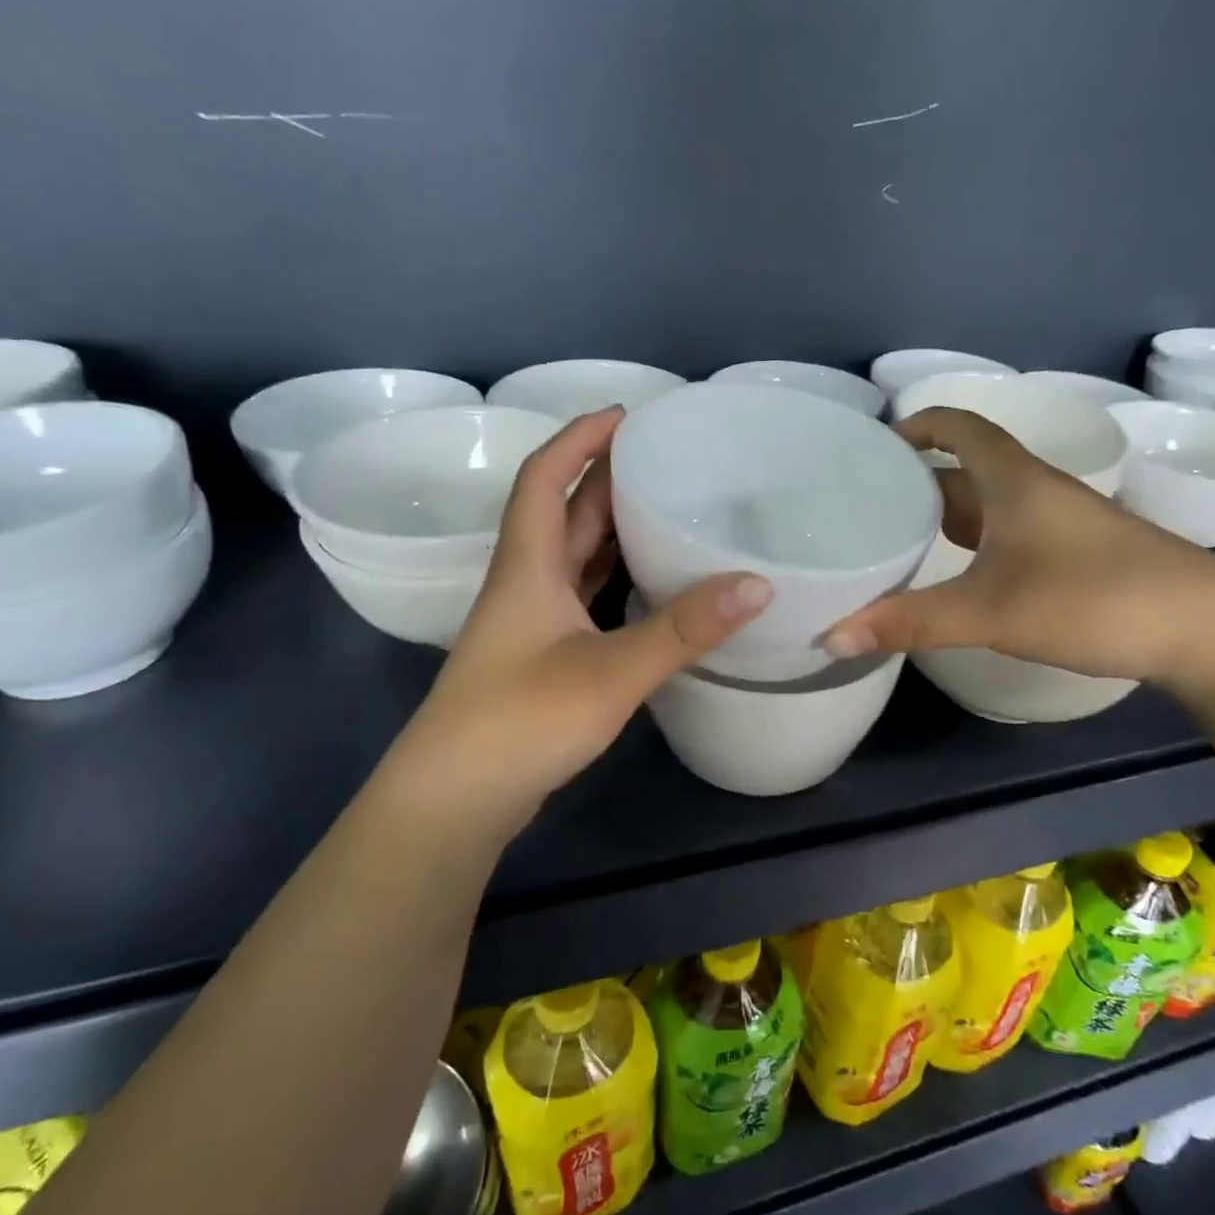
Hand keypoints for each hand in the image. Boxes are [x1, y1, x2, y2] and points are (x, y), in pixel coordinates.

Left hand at [395, 407, 772, 808]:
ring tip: (668, 509)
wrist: (456, 799)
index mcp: (528, 566)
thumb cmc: (521, 721)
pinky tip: (653, 585)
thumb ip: (683, 629)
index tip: (626, 415)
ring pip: (575, 557)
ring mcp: (533, 624)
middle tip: (665, 460)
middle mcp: (527, 584)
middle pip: (564, 513)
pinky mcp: (544, 657)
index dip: (579, 438)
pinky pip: (585, 597)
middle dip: (606, 478)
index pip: (545, 478)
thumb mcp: (610, 672)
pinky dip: (616, 579)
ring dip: (613, 529)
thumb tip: (758, 584)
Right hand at [823, 407, 1214, 684]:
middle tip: (865, 509)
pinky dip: (972, 547)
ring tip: (895, 543)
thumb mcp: (990, 610)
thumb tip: (831, 637)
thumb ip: (909, 623)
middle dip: (916, 483)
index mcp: (1013, 480)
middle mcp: (1034, 491)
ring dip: (944, 519)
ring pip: (987, 508)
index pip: (958, 427)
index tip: (874, 447)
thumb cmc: (1092, 597)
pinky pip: (1007, 537)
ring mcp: (1058, 525)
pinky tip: (954, 578)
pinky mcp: (1074, 557)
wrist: (1206, 629)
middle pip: (964, 471)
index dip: (916, 426)